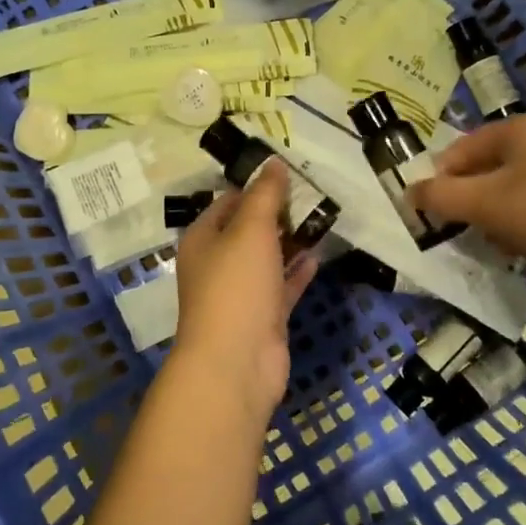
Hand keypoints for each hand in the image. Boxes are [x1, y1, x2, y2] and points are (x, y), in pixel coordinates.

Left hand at [171, 159, 316, 422]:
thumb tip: (273, 162)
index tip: (289, 174)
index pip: (228, 202)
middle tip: (314, 193)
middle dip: (278, 213)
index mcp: (203, 238)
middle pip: (249, 229)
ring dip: (291, 240)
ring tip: (322, 218)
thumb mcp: (250, 229)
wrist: (236, 362)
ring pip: (267, 258)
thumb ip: (265, 195)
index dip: (256, 187)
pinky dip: (298, 270)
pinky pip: (282, 285)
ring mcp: (241, 293)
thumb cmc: (235, 286)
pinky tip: (319, 254)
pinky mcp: (264, 316)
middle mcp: (218, 263)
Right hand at [410, 113, 525, 295]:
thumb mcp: (486, 204)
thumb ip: (441, 197)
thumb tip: (409, 192)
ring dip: (496, 220)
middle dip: (469, 205)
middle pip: (485, 171)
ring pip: (511, 193)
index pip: (458, 150)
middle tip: (462, 234)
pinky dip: (525, 228)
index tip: (431, 217)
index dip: (439, 182)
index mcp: (518, 128)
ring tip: (496, 246)